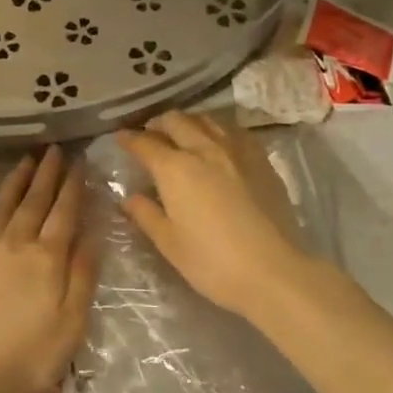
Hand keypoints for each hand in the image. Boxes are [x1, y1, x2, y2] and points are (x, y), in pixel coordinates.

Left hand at [0, 147, 97, 392]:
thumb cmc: (26, 355)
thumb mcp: (71, 323)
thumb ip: (82, 276)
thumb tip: (92, 235)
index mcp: (47, 257)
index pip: (64, 212)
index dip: (73, 186)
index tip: (78, 162)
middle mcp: (14, 242)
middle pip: (33, 201)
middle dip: (46, 174)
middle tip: (52, 150)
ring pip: (0, 205)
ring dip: (14, 181)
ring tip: (24, 161)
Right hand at [117, 112, 313, 319]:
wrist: (273, 271)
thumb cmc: (212, 262)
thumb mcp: (169, 243)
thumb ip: (146, 214)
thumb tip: (129, 197)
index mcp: (175, 169)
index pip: (145, 144)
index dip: (129, 139)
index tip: (120, 138)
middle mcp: (204, 150)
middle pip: (177, 121)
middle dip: (158, 124)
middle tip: (150, 133)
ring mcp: (236, 151)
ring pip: (207, 120)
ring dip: (189, 122)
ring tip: (182, 133)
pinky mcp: (261, 161)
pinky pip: (235, 132)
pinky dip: (218, 130)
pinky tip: (219, 142)